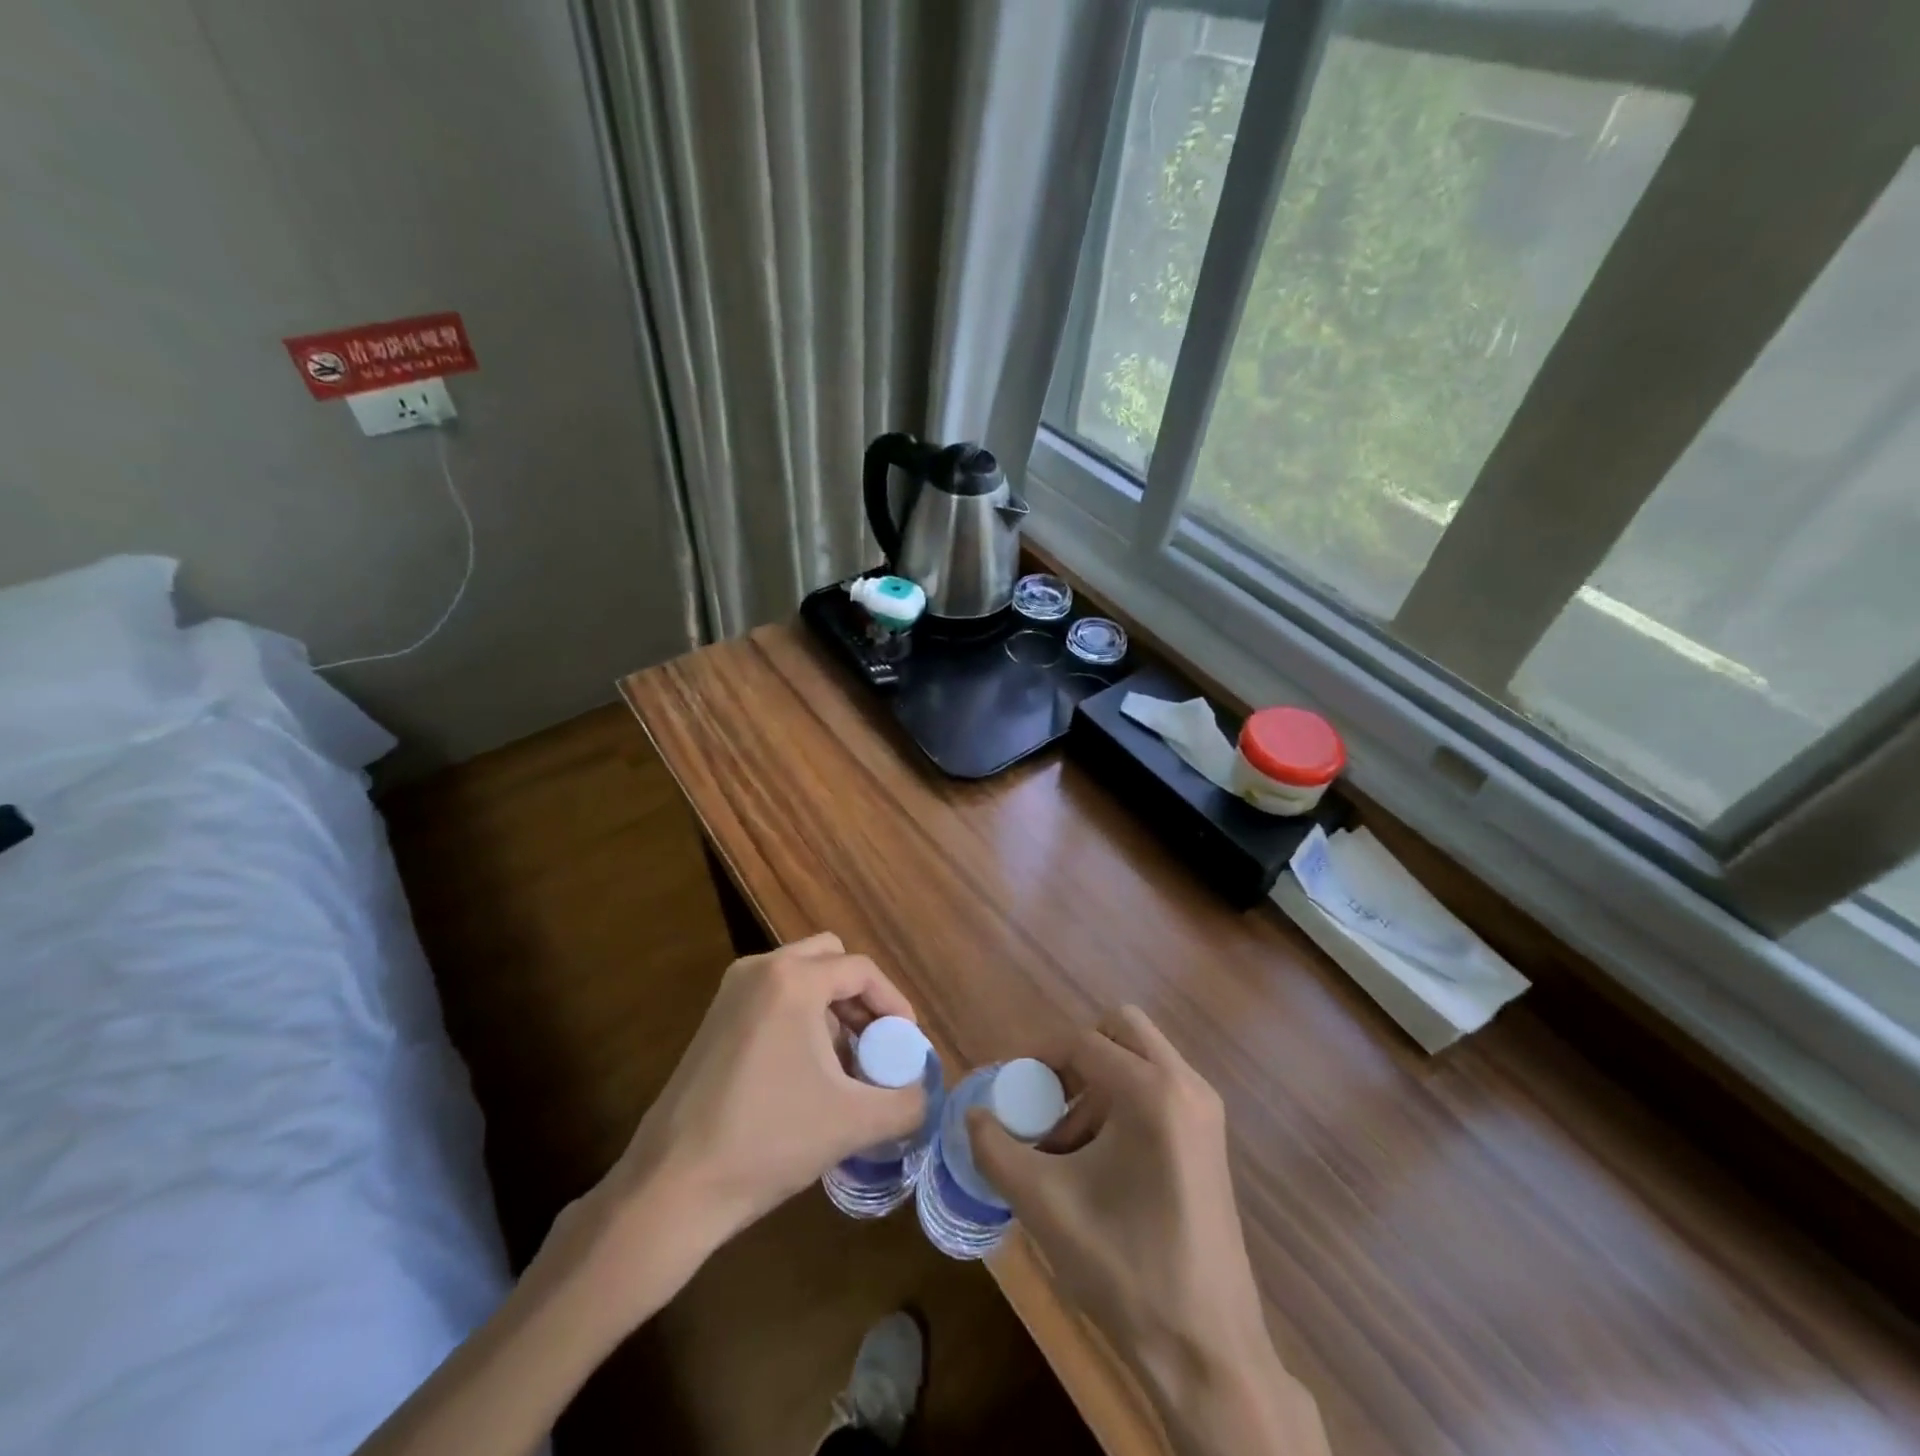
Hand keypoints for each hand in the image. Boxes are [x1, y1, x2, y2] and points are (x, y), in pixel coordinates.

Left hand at [566, 933, 924, 1321]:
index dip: (894, 1003)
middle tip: (877, 1043)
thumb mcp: (852, 1123)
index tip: (908, 1044)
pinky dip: (800, 1021)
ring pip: (800, 980)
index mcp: (793, 980)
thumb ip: (906, 1103)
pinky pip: (773, 1000)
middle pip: (829, 960)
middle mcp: (759, 970)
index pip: (861, 970)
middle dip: (860, 999)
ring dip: (831, 1011)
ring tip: (846, 1067)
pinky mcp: (714, 1021)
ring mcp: (730, 994)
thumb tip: (927, 1095)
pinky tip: (806, 1076)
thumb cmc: (767, 1140)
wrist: (672, 1187)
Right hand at [969, 1007, 1327, 1455]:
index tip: (1010, 1088)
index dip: (1037, 1057)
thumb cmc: (1124, 1267)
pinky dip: (1123, 1102)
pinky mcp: (1210, 1139)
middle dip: (1076, 1056)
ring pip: (1140, 1059)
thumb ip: (996, 1150)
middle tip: (1047, 1100)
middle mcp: (1186, 1085)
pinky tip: (1100, 1163)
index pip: (1082, 1041)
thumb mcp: (1044, 1204)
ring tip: (1066, 1146)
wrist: (1207, 1351)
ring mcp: (1205, 1111)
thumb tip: (973, 1116)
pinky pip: (1159, 1089)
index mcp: (1152, 1091)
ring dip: (1097, 1083)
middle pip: (1120, 1030)